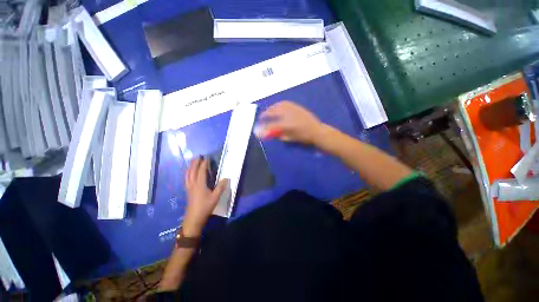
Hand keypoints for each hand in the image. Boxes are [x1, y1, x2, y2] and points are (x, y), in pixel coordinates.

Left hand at [183, 157, 227, 236]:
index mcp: (200, 184)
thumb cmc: (205, 207)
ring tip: (192, 162)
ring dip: (190, 167)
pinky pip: (186, 178)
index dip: (204, 164)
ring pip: (188, 174)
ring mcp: (189, 187)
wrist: (194, 218)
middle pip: (192, 170)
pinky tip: (189, 173)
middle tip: (198, 156)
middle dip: (195, 163)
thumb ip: (221, 187)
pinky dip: (188, 173)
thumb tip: (226, 178)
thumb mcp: (215, 197)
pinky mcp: (188, 191)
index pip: (201, 171)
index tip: (207, 158)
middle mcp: (193, 184)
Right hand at [255, 101, 325, 144]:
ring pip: (278, 105)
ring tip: (268, 111)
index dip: (263, 129)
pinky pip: (285, 103)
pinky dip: (278, 105)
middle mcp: (289, 115)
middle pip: (273, 112)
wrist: (317, 131)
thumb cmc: (304, 137)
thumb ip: (279, 135)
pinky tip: (277, 108)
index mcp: (288, 125)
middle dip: (265, 114)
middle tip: (261, 118)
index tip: (257, 130)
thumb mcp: (290, 139)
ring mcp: (293, 109)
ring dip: (271, 108)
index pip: (271, 126)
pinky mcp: (297, 107)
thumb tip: (270, 132)